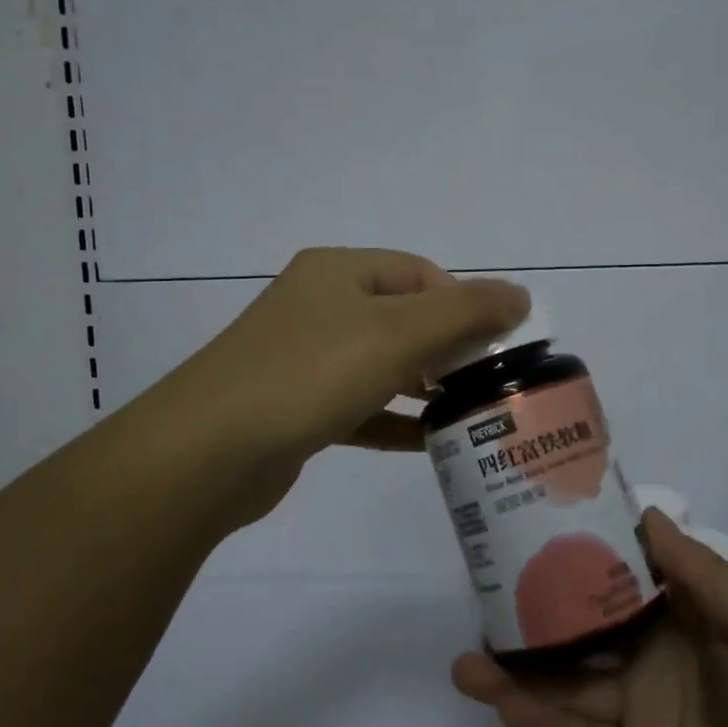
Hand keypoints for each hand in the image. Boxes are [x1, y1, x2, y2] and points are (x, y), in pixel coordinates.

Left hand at [161, 246, 528, 524]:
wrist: (207, 453)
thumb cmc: (310, 374)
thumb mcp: (398, 334)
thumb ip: (467, 311)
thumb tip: (521, 294)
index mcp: (339, 273)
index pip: (420, 274)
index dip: (465, 303)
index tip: (496, 345)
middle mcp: (319, 307)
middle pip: (403, 318)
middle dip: (449, 347)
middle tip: (487, 382)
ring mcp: (303, 358)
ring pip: (381, 364)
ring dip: (425, 386)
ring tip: (469, 412)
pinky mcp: (297, 407)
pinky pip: (360, 406)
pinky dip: (394, 419)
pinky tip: (429, 442)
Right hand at [452, 511, 727, 726]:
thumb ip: (702, 574)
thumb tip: (644, 514)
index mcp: (694, 621)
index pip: (631, 575)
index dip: (591, 549)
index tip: (542, 520)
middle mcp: (660, 660)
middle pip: (589, 625)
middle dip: (541, 605)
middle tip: (486, 582)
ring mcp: (641, 715)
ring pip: (570, 681)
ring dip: (520, 667)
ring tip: (466, 650)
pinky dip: (533, 717)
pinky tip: (492, 694)